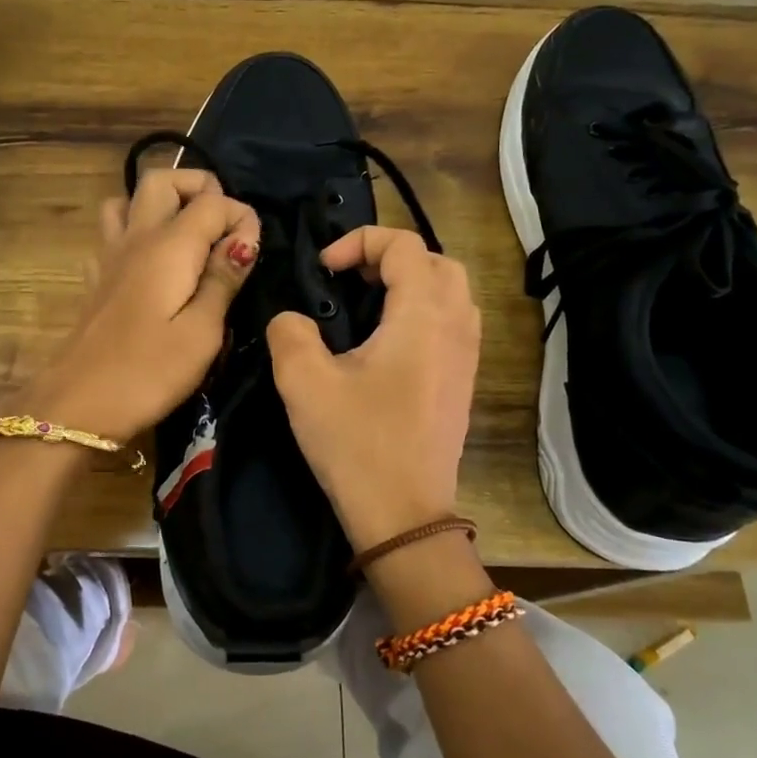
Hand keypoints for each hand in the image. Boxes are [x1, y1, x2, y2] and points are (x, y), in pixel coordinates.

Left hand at [20, 169, 260, 440]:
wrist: (77, 406)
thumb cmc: (148, 373)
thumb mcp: (202, 333)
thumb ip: (223, 279)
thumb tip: (244, 237)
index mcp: (169, 246)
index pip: (212, 201)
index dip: (241, 217)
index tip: (253, 253)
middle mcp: (136, 237)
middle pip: (161, 179)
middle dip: (198, 187)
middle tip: (222, 224)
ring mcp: (108, 256)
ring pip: (128, 199)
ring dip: (161, 203)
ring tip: (187, 235)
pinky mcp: (95, 279)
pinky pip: (112, 234)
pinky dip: (134, 232)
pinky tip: (149, 264)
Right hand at [267, 227, 480, 550]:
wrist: (404, 516)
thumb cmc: (357, 444)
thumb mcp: (304, 383)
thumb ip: (289, 331)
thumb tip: (292, 318)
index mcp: (422, 316)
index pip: (404, 244)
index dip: (359, 241)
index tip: (324, 271)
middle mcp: (455, 326)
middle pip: (436, 260)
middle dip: (390, 256)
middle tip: (349, 278)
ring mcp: (467, 355)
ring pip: (451, 290)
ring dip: (410, 282)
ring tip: (367, 303)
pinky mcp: (463, 381)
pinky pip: (453, 321)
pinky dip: (423, 309)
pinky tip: (386, 341)